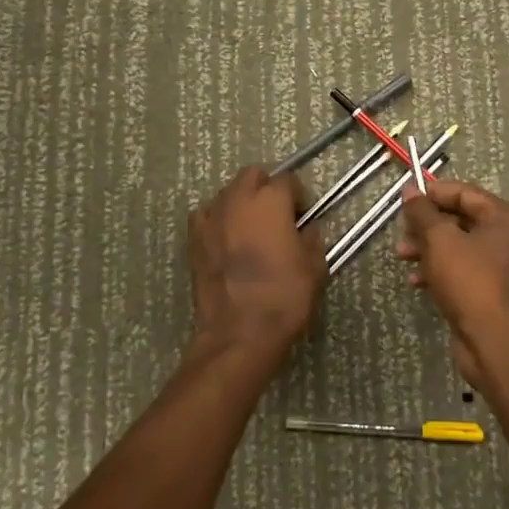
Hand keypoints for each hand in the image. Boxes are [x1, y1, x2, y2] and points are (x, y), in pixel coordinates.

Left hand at [189, 166, 325, 367]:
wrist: (239, 333)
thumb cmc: (283, 297)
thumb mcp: (314, 268)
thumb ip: (312, 239)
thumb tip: (307, 229)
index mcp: (271, 201)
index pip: (287, 180)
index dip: (298, 196)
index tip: (304, 215)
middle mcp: (238, 199)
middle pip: (253, 175)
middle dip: (267, 187)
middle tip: (279, 213)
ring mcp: (212, 217)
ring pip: (228, 192)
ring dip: (242, 200)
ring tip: (252, 226)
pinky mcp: (194, 238)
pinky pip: (206, 214)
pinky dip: (218, 217)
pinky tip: (226, 236)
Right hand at [397, 179, 508, 385]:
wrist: (494, 342)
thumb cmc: (470, 280)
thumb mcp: (440, 240)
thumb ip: (422, 212)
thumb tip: (410, 190)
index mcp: (504, 219)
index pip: (465, 193)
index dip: (433, 194)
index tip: (406, 200)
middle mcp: (508, 239)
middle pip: (461, 219)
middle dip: (427, 225)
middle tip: (402, 231)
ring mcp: (501, 267)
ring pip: (458, 247)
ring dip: (428, 248)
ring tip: (402, 256)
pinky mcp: (490, 292)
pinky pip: (461, 271)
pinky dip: (439, 270)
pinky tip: (416, 280)